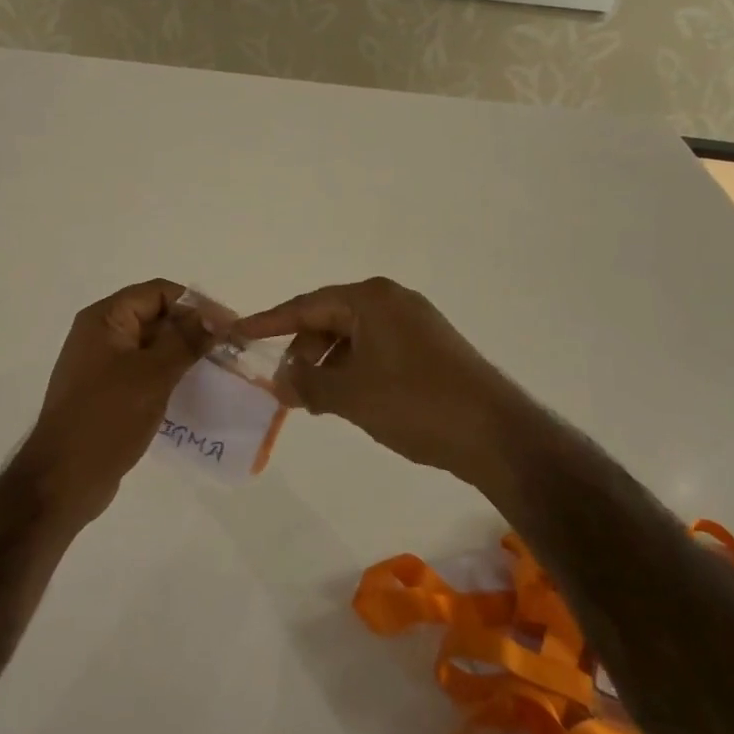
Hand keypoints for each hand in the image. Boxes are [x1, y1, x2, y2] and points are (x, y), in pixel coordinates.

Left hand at [15, 279, 212, 526]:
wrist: (63, 479)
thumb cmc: (107, 417)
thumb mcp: (153, 374)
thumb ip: (185, 340)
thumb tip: (215, 315)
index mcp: (105, 318)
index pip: (158, 292)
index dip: (195, 304)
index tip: (228, 326)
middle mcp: (100, 334)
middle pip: (155, 317)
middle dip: (192, 330)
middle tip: (230, 351)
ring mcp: (102, 365)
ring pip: (152, 347)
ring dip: (184, 355)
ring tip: (219, 372)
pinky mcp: (107, 393)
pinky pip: (144, 373)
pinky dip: (168, 377)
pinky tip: (193, 393)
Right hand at [233, 278, 524, 490]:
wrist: (496, 433)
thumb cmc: (415, 403)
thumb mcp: (350, 395)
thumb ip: (307, 384)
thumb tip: (281, 382)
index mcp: (370, 299)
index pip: (305, 306)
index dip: (267, 322)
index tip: (237, 332)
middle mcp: (392, 300)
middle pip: (329, 319)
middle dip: (302, 351)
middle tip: (287, 387)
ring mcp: (415, 322)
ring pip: (353, 337)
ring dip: (328, 364)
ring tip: (317, 401)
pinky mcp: (430, 346)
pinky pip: (376, 349)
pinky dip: (354, 369)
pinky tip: (350, 398)